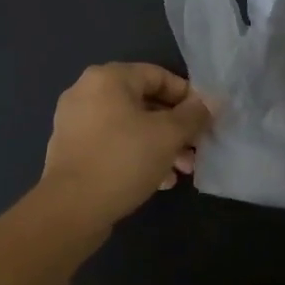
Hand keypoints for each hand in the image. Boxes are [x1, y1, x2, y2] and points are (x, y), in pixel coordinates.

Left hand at [39, 63, 215, 226]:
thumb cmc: (123, 160)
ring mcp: (75, 121)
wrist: (71, 209)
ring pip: (130, 126)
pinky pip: (113, 144)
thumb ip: (194, 115)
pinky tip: (159, 181)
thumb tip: (213, 101)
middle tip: (196, 149)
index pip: (159, 75)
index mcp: (108, 78)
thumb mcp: (168, 135)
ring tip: (182, 170)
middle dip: (176, 128)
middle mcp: (87, 92)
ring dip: (160, 145)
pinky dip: (137, 155)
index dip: (188, 96)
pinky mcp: (71, 149)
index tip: (206, 120)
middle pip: (144, 102)